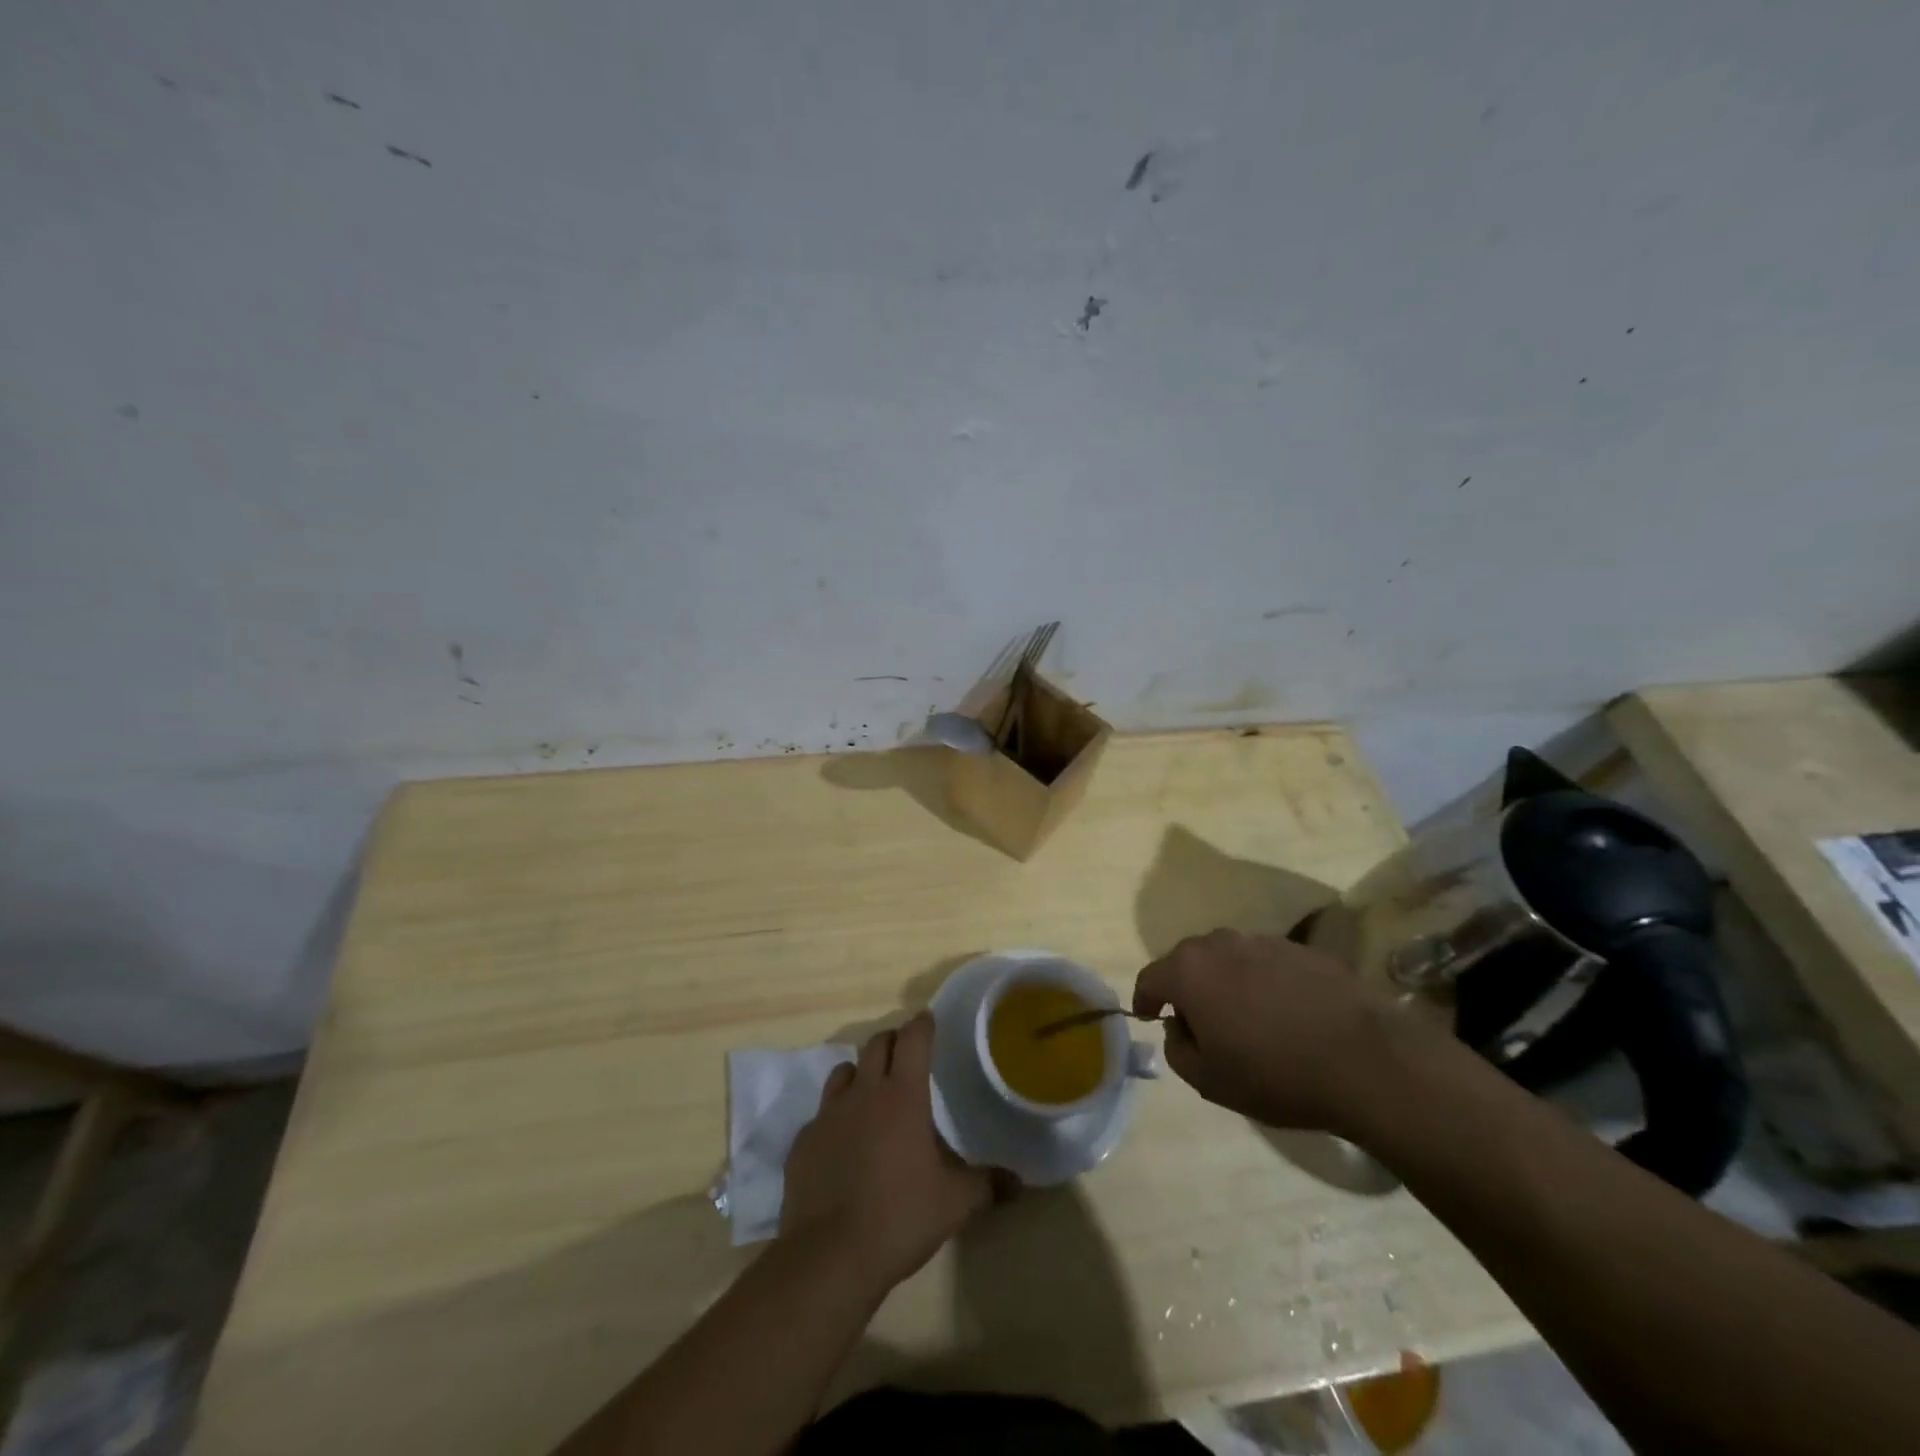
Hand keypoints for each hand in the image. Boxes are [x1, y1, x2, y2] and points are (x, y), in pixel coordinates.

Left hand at [780, 1013, 992, 1294]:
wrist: (829, 1257)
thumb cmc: (900, 1218)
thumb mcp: (955, 1204)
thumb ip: (987, 1184)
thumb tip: (1018, 1182)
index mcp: (902, 1095)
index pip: (913, 1039)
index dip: (923, 1025)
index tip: (929, 1020)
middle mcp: (863, 1093)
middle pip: (876, 1044)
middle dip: (893, 1041)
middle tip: (907, 1055)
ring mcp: (828, 1114)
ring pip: (844, 1072)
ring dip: (861, 1073)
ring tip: (873, 1094)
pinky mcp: (803, 1141)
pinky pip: (821, 1114)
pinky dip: (836, 1117)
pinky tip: (844, 1144)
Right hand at [1133, 928, 1424, 1135]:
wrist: (1367, 1060)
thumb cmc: (1277, 1074)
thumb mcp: (1210, 1082)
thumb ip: (1177, 1050)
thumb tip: (1179, 1027)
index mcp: (1189, 971)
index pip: (1150, 977)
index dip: (1144, 998)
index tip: (1147, 1016)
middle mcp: (1220, 944)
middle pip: (1187, 960)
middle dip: (1184, 986)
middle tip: (1196, 1020)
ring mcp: (1262, 941)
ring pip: (1226, 957)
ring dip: (1223, 980)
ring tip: (1240, 1015)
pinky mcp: (1300, 948)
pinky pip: (1263, 961)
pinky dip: (1259, 980)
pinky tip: (1279, 1011)